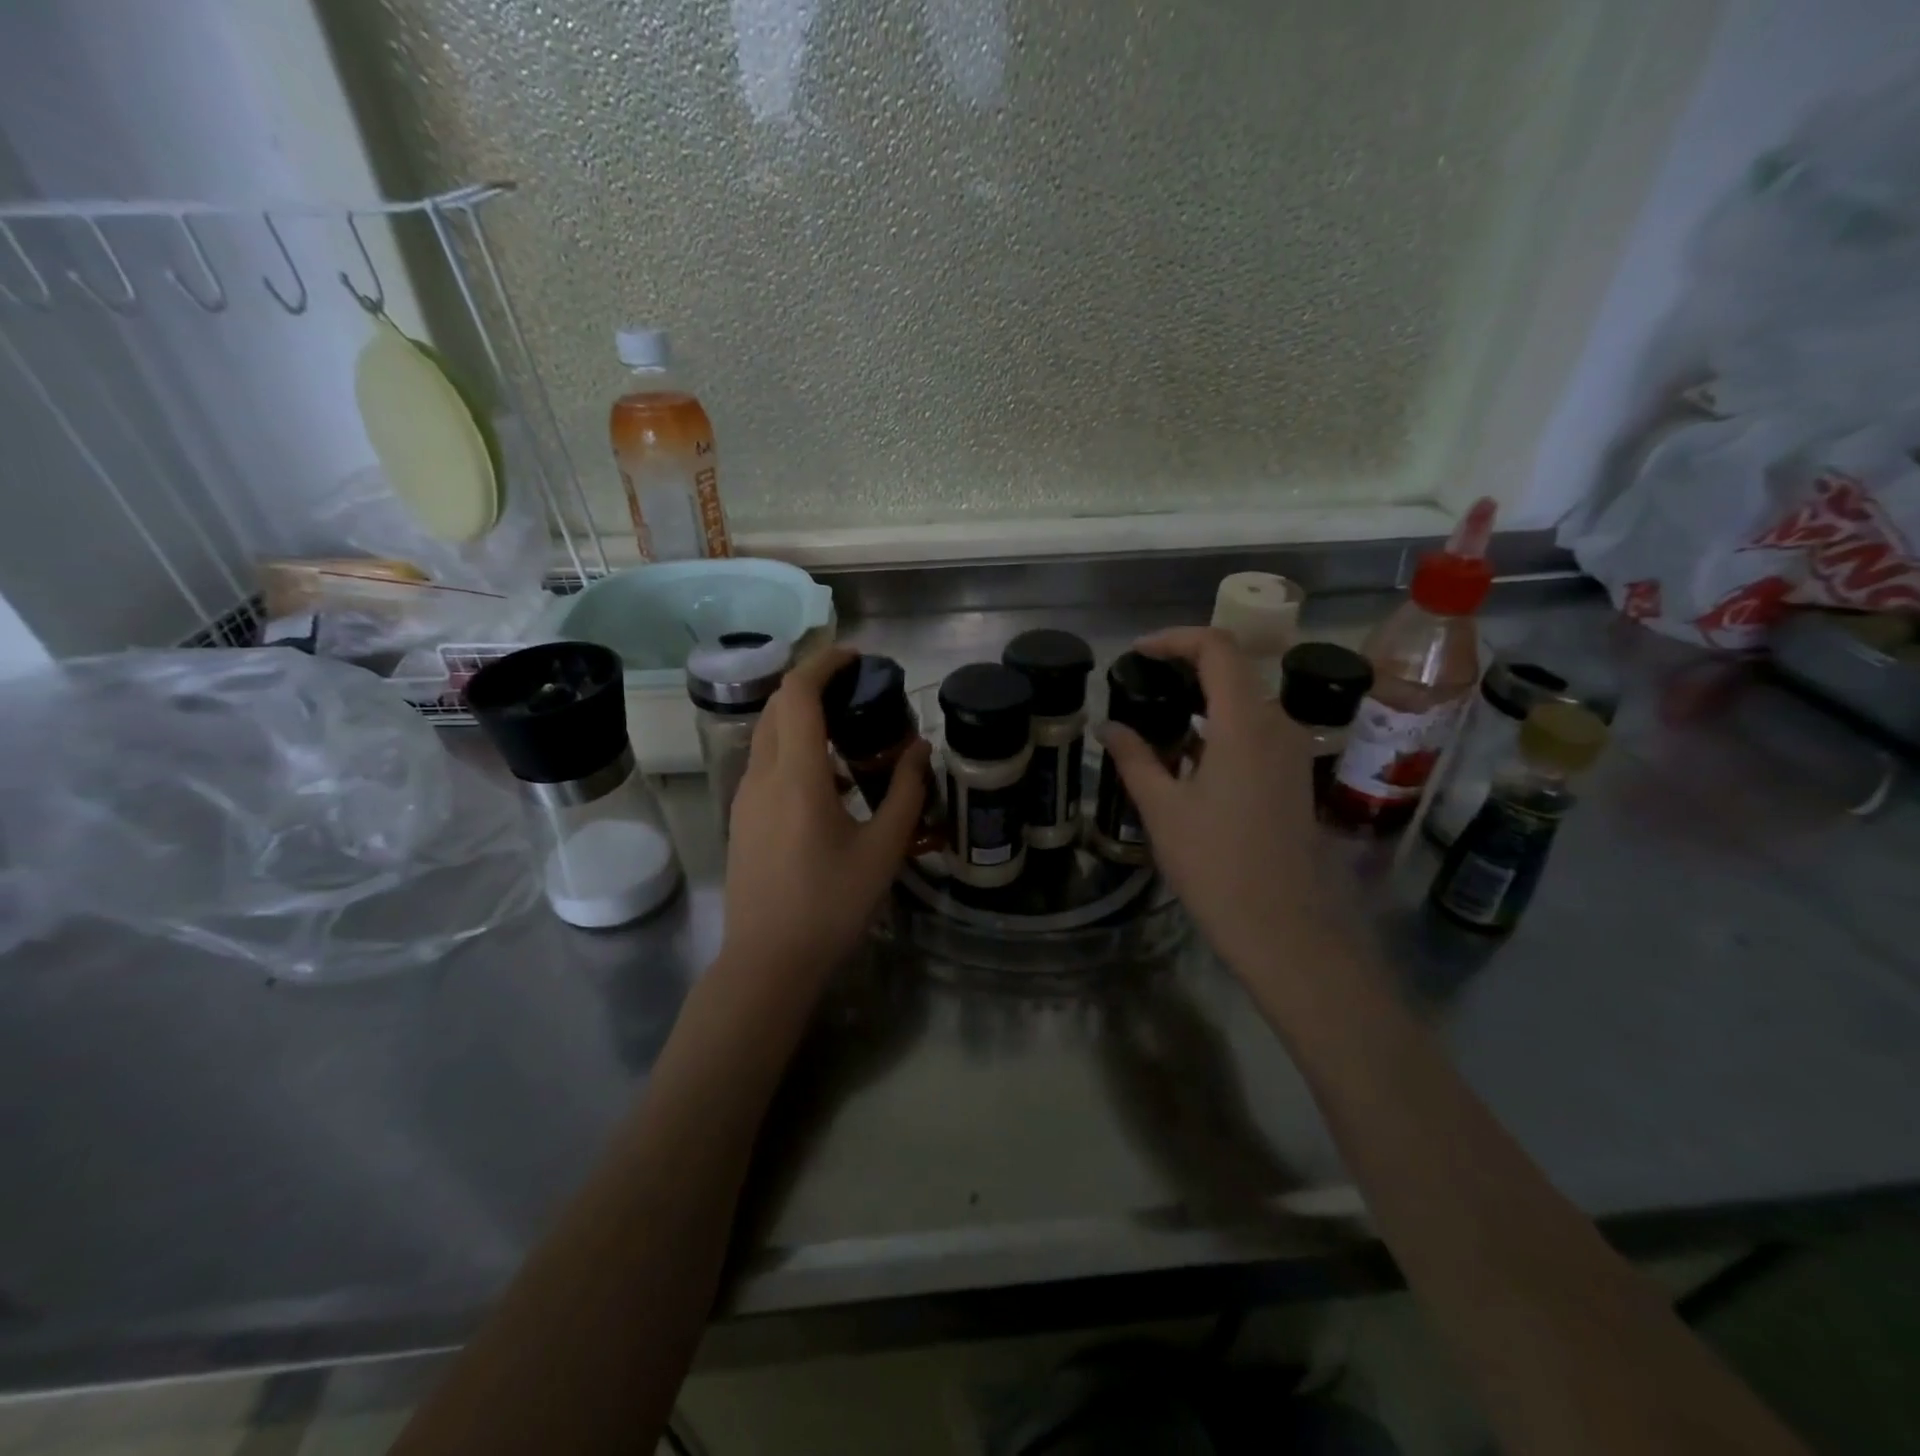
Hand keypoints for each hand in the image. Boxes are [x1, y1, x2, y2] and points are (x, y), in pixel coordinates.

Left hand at [719, 646, 929, 989]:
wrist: (767, 963)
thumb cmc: (830, 906)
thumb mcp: (883, 851)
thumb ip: (906, 793)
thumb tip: (919, 749)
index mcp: (796, 777)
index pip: (797, 694)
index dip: (824, 664)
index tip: (857, 658)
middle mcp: (762, 777)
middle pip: (778, 707)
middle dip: (814, 685)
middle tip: (858, 690)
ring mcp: (745, 799)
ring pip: (768, 735)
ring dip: (803, 717)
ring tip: (849, 730)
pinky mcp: (742, 820)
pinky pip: (767, 764)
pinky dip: (795, 749)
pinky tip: (830, 780)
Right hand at [1102, 627, 1362, 985]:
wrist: (1284, 928)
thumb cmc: (1216, 864)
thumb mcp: (1163, 809)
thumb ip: (1134, 758)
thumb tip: (1108, 727)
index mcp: (1245, 723)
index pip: (1216, 648)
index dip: (1175, 639)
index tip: (1137, 653)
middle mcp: (1277, 725)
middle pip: (1233, 670)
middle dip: (1184, 669)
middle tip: (1139, 686)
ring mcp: (1291, 751)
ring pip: (1245, 702)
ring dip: (1201, 701)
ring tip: (1155, 721)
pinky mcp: (1293, 776)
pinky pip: (1255, 731)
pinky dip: (1219, 727)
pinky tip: (1187, 757)